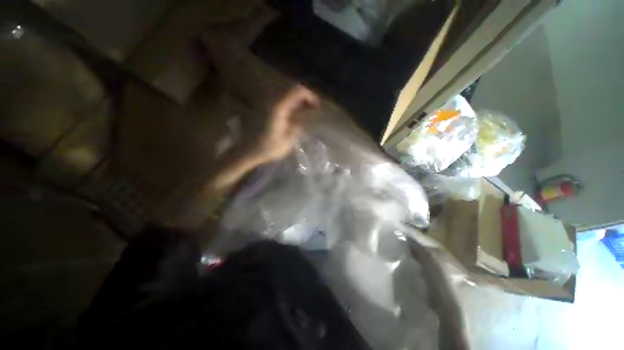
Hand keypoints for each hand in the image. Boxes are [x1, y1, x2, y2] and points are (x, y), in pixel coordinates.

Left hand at [252, 85, 319, 164]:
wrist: (248, 151)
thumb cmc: (268, 148)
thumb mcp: (288, 140)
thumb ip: (298, 126)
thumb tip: (304, 117)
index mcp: (279, 108)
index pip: (297, 91)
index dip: (310, 96)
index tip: (317, 107)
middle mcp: (273, 102)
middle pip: (292, 91)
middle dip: (306, 99)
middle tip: (314, 110)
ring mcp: (268, 105)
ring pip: (287, 97)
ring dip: (299, 102)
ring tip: (307, 113)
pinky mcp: (266, 110)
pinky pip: (282, 103)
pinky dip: (291, 106)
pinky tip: (295, 116)